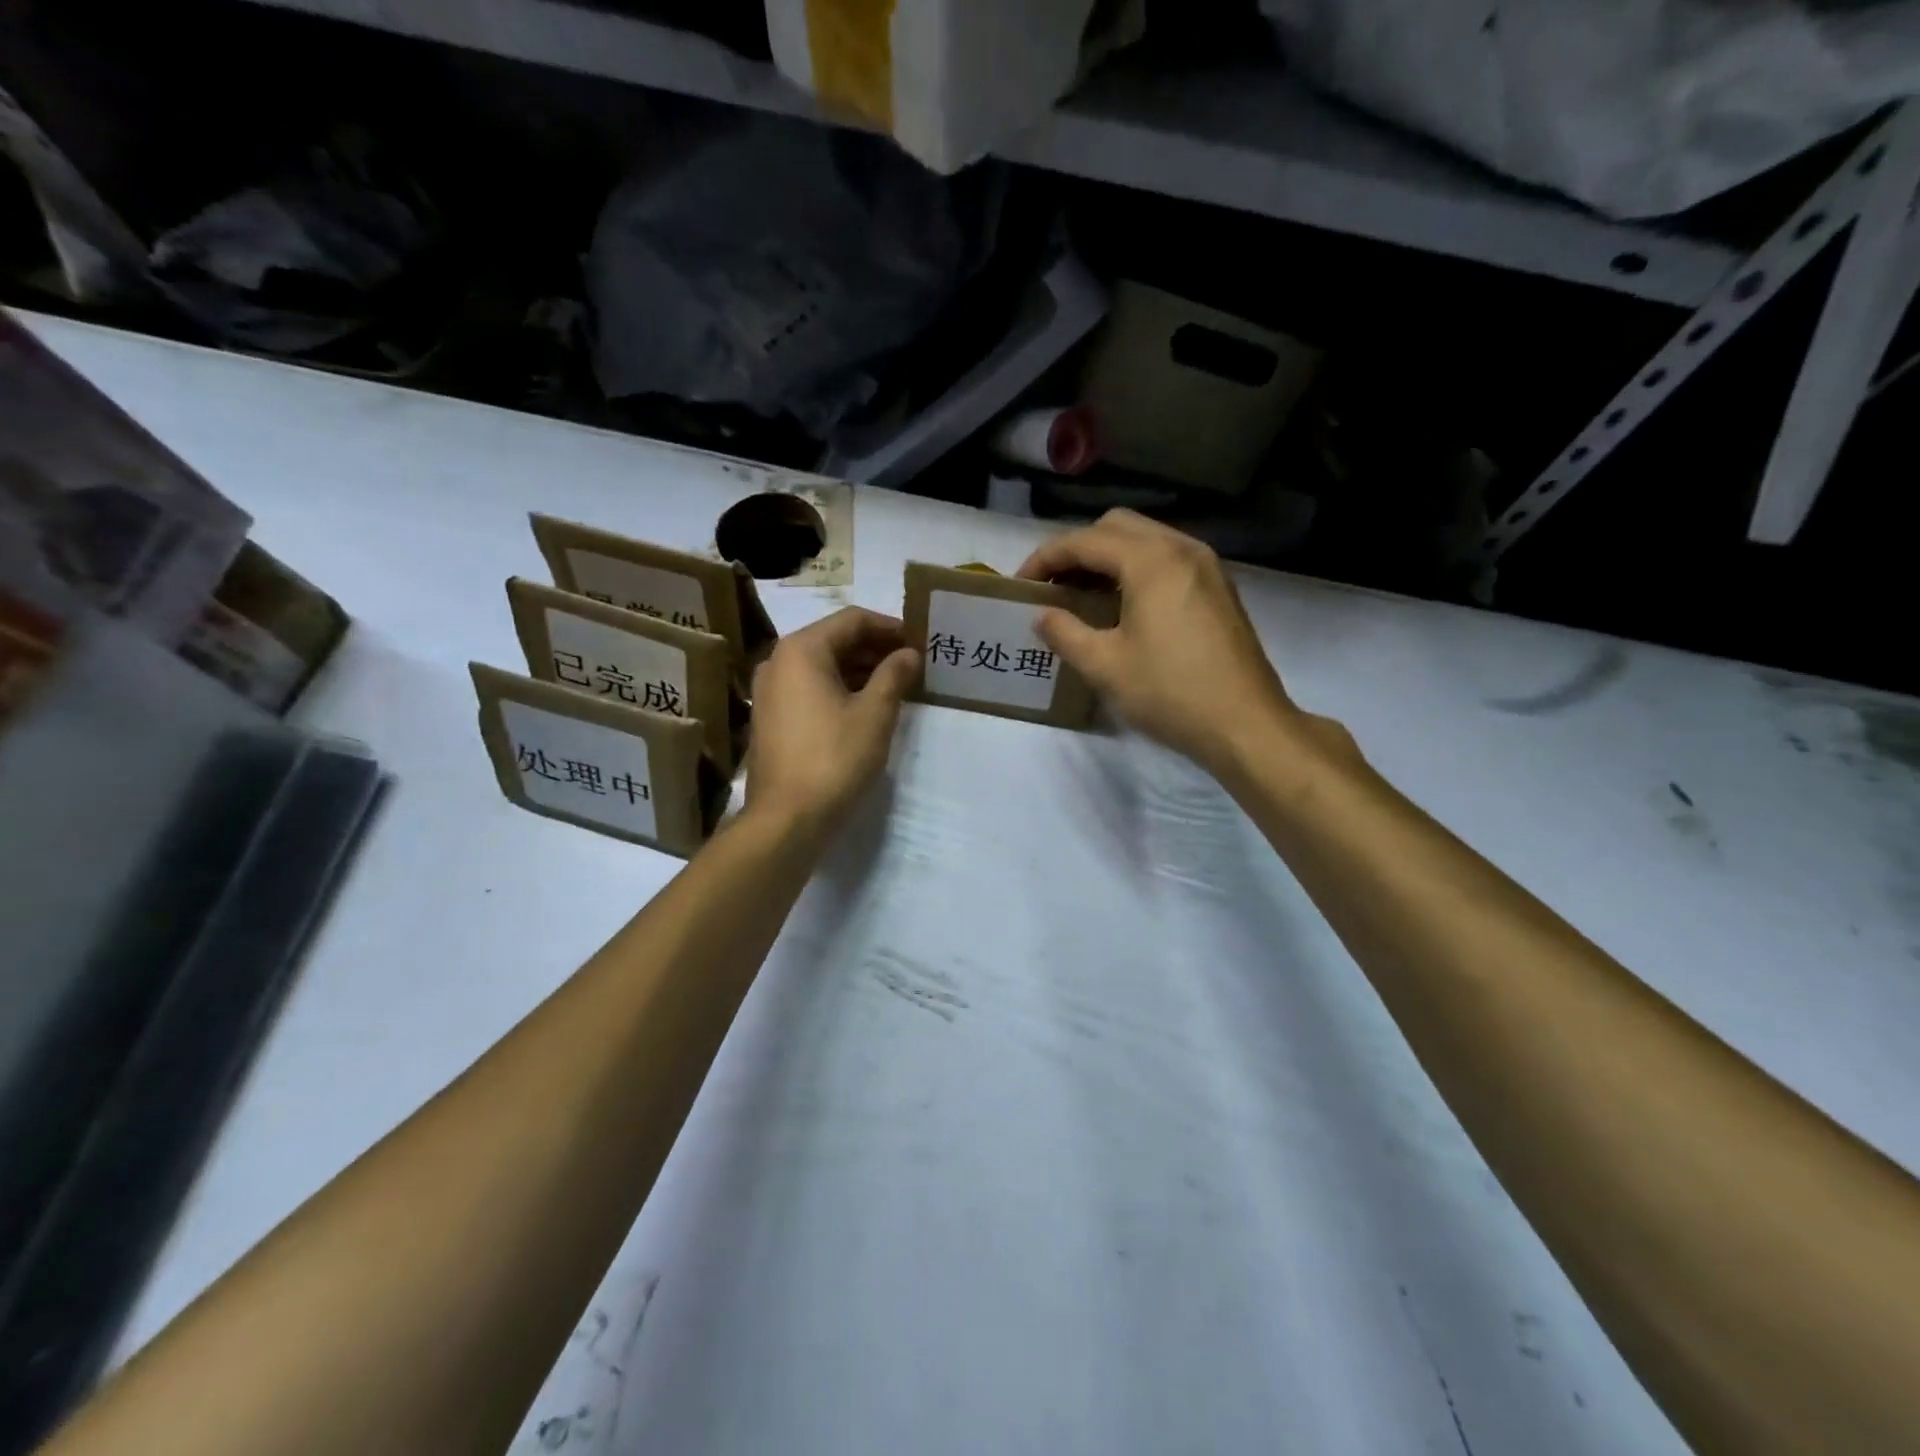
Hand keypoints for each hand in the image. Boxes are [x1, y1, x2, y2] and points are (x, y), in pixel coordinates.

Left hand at [745, 607, 920, 838]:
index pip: (852, 620)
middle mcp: (779, 661)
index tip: (919, 641)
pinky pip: (810, 689)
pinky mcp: (772, 717)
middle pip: (834, 640)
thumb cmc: (834, 758)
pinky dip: (840, 690)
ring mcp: (770, 690)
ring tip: (897, 685)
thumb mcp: (874, 714)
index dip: (890, 627)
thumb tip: (909, 654)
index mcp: (802, 650)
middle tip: (912, 664)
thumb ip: (894, 675)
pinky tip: (868, 707)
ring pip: (823, 666)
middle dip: (875, 649)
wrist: (787, 818)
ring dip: (860, 670)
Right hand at [1018, 510, 1305, 775]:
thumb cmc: (1170, 693)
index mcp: (1151, 561)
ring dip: (1108, 558)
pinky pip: (1168, 559)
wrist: (1246, 724)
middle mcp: (1182, 548)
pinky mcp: (1219, 588)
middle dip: (1077, 550)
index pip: (1084, 541)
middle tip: (1054, 586)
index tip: (1020, 584)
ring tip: (1083, 595)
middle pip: (1117, 526)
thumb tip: (1042, 616)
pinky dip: (1137, 569)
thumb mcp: (1105, 666)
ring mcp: (1206, 566)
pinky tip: (1123, 606)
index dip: (1045, 558)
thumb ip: (1065, 633)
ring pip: (1146, 539)